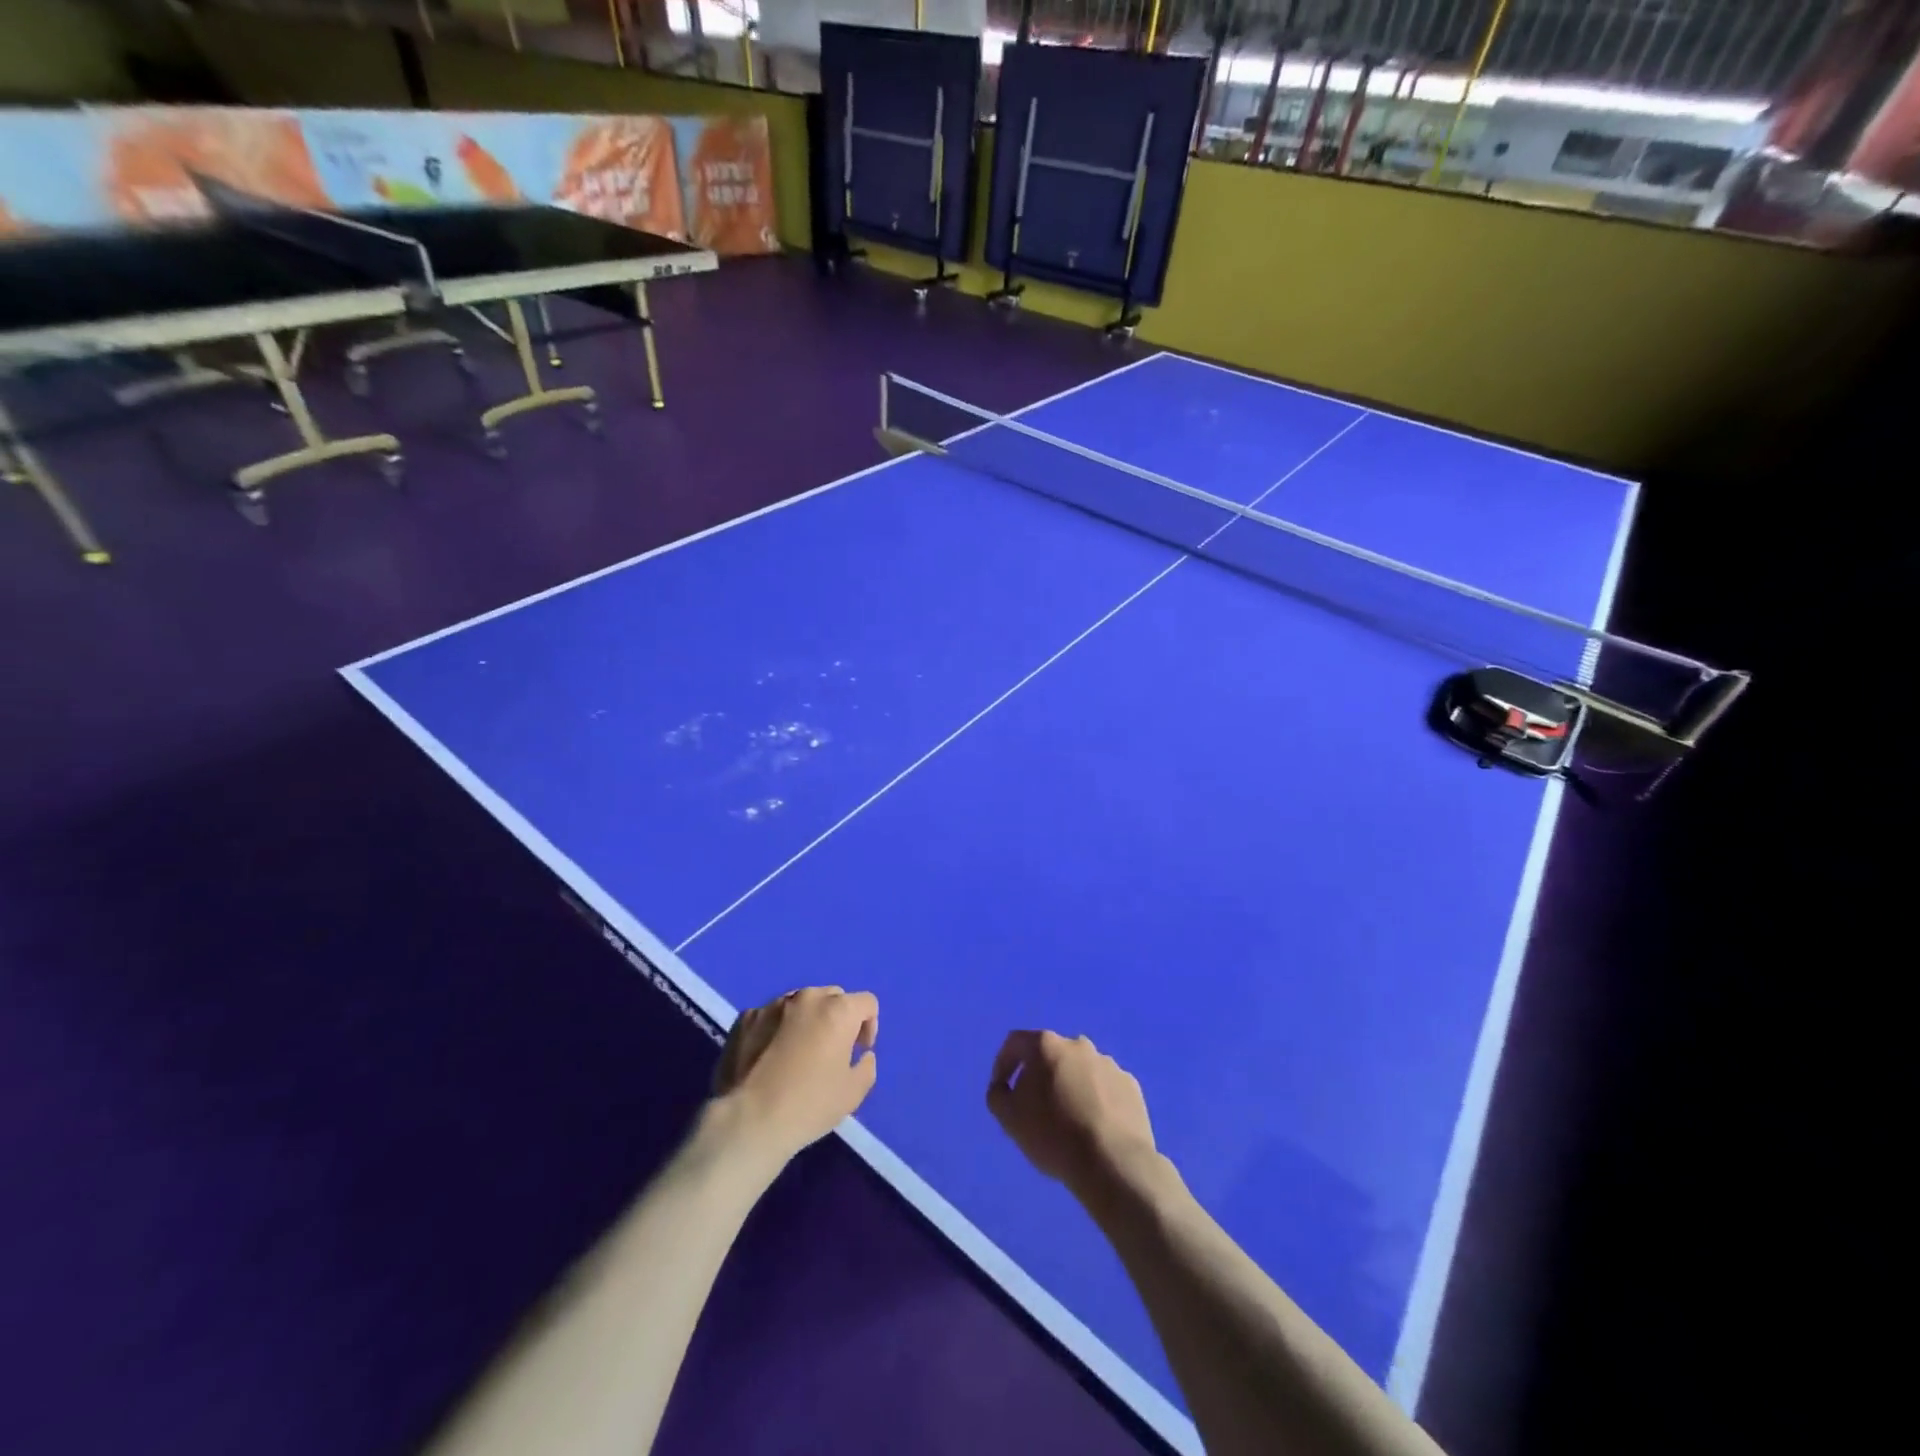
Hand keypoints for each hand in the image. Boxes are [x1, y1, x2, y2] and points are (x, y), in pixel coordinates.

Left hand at [710, 987, 877, 1166]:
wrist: (747, 1121)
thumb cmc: (808, 1105)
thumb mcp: (854, 1093)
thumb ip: (867, 1065)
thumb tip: (862, 1054)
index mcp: (838, 1010)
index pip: (867, 1002)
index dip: (869, 1026)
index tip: (858, 1051)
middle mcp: (806, 997)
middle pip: (833, 997)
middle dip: (838, 1019)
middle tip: (831, 1051)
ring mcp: (772, 1004)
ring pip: (800, 1004)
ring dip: (807, 1021)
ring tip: (796, 1053)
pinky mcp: (745, 1018)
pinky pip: (771, 1016)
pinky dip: (777, 1029)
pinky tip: (768, 1058)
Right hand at [986, 1030, 1157, 1197]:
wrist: (1112, 1162)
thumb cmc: (1053, 1135)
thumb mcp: (1009, 1118)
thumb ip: (998, 1094)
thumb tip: (1005, 1086)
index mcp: (1047, 1046)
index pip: (1015, 1043)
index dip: (1004, 1063)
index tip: (1002, 1089)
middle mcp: (1078, 1045)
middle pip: (1051, 1055)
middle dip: (1040, 1076)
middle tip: (1036, 1107)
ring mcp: (1108, 1063)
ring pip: (1080, 1071)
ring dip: (1070, 1087)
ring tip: (1069, 1121)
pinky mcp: (1131, 1085)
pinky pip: (1104, 1088)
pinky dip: (1096, 1100)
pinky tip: (1094, 1127)